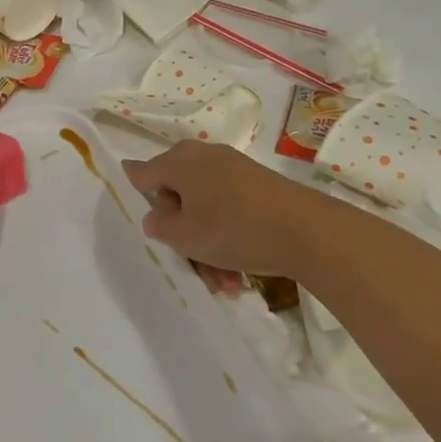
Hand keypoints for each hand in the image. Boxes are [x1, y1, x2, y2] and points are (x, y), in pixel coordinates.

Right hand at [122, 141, 330, 277]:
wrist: (306, 230)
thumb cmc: (232, 228)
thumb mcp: (184, 235)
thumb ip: (159, 225)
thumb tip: (156, 215)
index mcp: (179, 160)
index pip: (142, 173)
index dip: (135, 193)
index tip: (136, 215)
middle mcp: (204, 157)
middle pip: (177, 198)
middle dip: (182, 236)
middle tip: (190, 265)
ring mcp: (233, 170)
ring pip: (205, 211)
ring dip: (207, 248)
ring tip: (224, 284)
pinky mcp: (257, 186)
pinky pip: (229, 212)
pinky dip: (228, 240)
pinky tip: (238, 275)